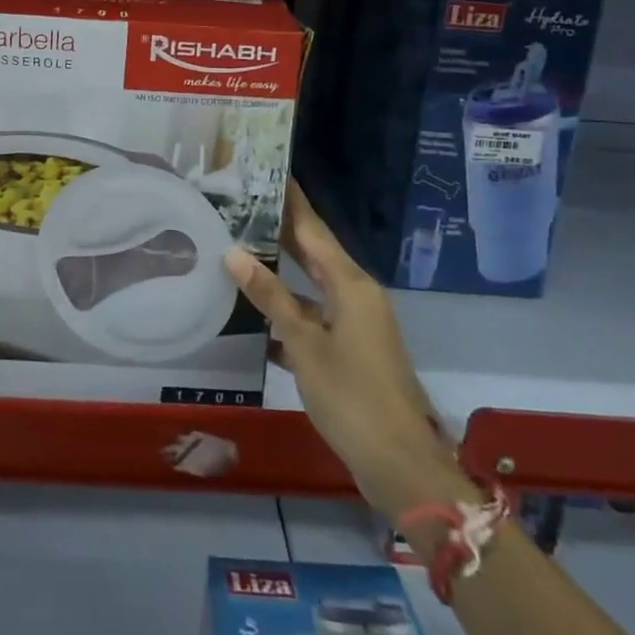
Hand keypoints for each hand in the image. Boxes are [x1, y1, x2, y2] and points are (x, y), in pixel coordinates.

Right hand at [227, 182, 469, 519]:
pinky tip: (255, 318)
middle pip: (313, 253)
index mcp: (351, 285)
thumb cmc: (352, 396)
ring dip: (279, 274)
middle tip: (242, 204)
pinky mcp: (351, 351)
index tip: (269, 171)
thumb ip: (270, 298)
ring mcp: (355, 325)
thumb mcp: (305, 344)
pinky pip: (313, 319)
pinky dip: (287, 315)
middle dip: (281, 230)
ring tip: (238, 252)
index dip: (291, 201)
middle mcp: (356, 295)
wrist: (400, 463)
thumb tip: (234, 253)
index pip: (313, 229)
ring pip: (311, 288)